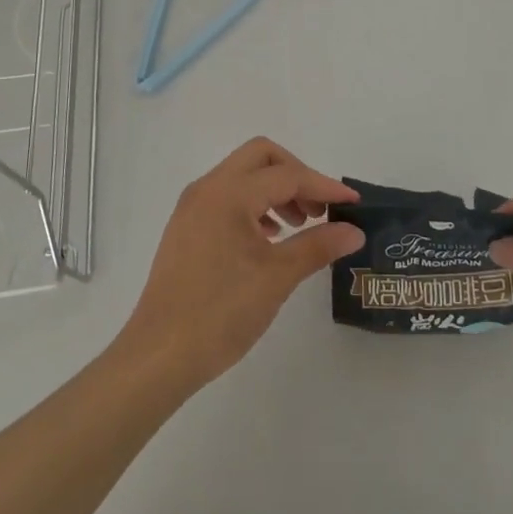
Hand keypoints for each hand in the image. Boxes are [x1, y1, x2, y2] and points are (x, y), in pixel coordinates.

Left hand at [116, 138, 363, 390]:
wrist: (158, 356)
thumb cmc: (220, 313)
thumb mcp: (277, 277)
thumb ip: (318, 246)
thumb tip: (354, 231)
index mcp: (229, 193)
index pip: (286, 175)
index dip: (323, 186)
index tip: (354, 204)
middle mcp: (208, 188)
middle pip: (261, 157)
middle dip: (296, 175)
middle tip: (320, 208)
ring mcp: (193, 206)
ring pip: (243, 175)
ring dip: (275, 190)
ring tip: (300, 226)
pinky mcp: (186, 226)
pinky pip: (227, 196)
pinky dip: (254, 205)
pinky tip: (269, 239)